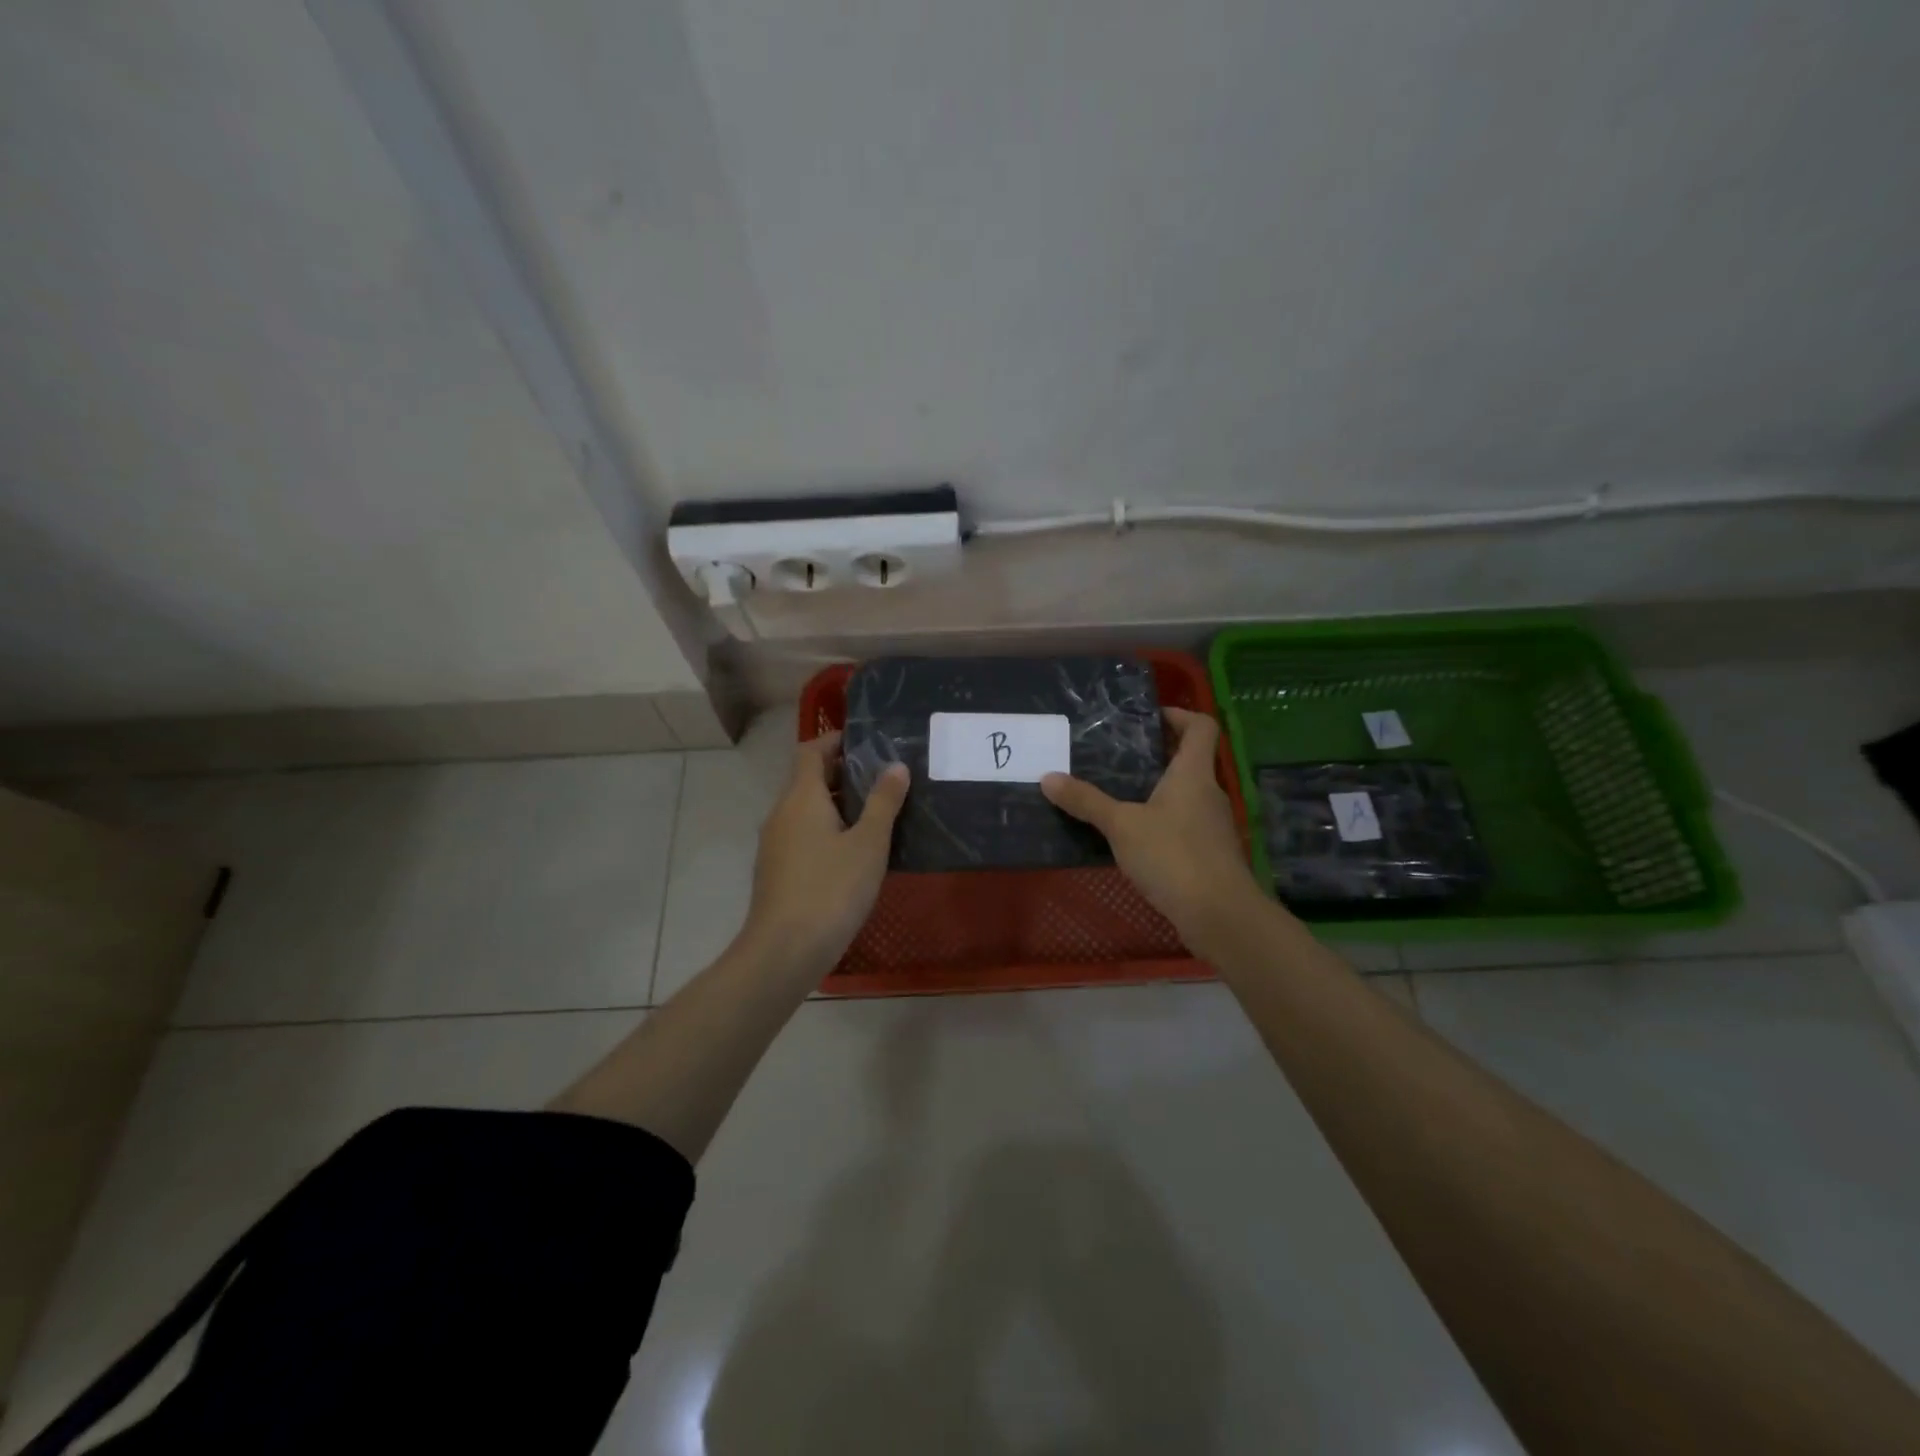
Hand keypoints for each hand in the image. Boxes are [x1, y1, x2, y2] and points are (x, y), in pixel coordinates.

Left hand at [741, 731, 908, 972]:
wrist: (784, 951)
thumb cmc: (832, 889)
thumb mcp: (869, 843)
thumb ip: (883, 802)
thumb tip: (895, 766)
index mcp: (801, 797)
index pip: (811, 750)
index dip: (836, 741)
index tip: (868, 743)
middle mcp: (782, 813)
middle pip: (808, 778)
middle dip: (842, 773)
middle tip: (883, 778)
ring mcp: (775, 843)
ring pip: (805, 809)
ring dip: (836, 803)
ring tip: (876, 812)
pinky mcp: (776, 870)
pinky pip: (803, 834)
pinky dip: (827, 829)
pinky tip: (854, 851)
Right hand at [1042, 708, 1265, 950]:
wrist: (1219, 914)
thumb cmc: (1173, 856)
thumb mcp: (1121, 826)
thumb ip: (1086, 801)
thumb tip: (1048, 778)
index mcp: (1193, 773)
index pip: (1201, 726)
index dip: (1179, 715)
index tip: (1148, 719)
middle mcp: (1208, 793)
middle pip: (1191, 759)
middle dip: (1157, 754)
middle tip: (1118, 755)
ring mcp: (1212, 825)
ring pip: (1185, 794)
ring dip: (1157, 789)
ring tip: (1117, 793)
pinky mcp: (1209, 853)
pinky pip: (1183, 823)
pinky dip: (1161, 821)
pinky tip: (1132, 836)